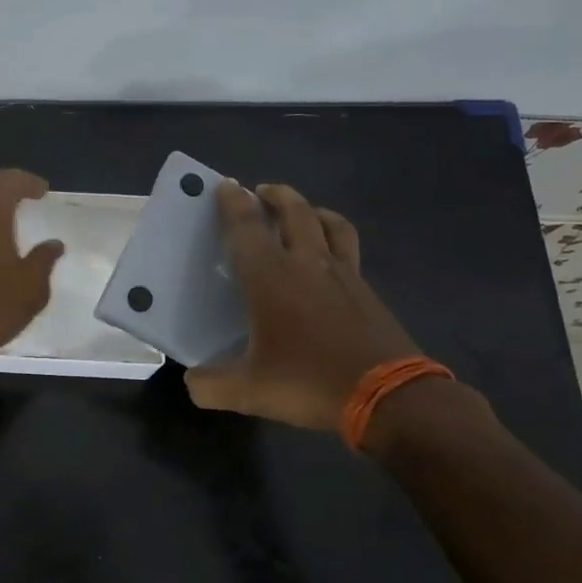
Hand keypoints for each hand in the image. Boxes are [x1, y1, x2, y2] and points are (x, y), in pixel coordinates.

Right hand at [185, 181, 420, 432]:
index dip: (232, 204)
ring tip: (301, 212)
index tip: (224, 186)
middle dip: (275, 195)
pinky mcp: (367, 290)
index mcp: (271, 278)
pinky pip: (349, 248)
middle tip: (261, 192)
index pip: (246, 228)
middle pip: (294, 212)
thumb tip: (192, 381)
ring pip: (329, 223)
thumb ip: (211, 384)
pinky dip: (335, 238)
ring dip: (310, 209)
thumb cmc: (309, 382)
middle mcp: (307, 264)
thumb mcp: (248, 391)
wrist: (388, 396)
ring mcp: (344, 273)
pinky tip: (330, 258)